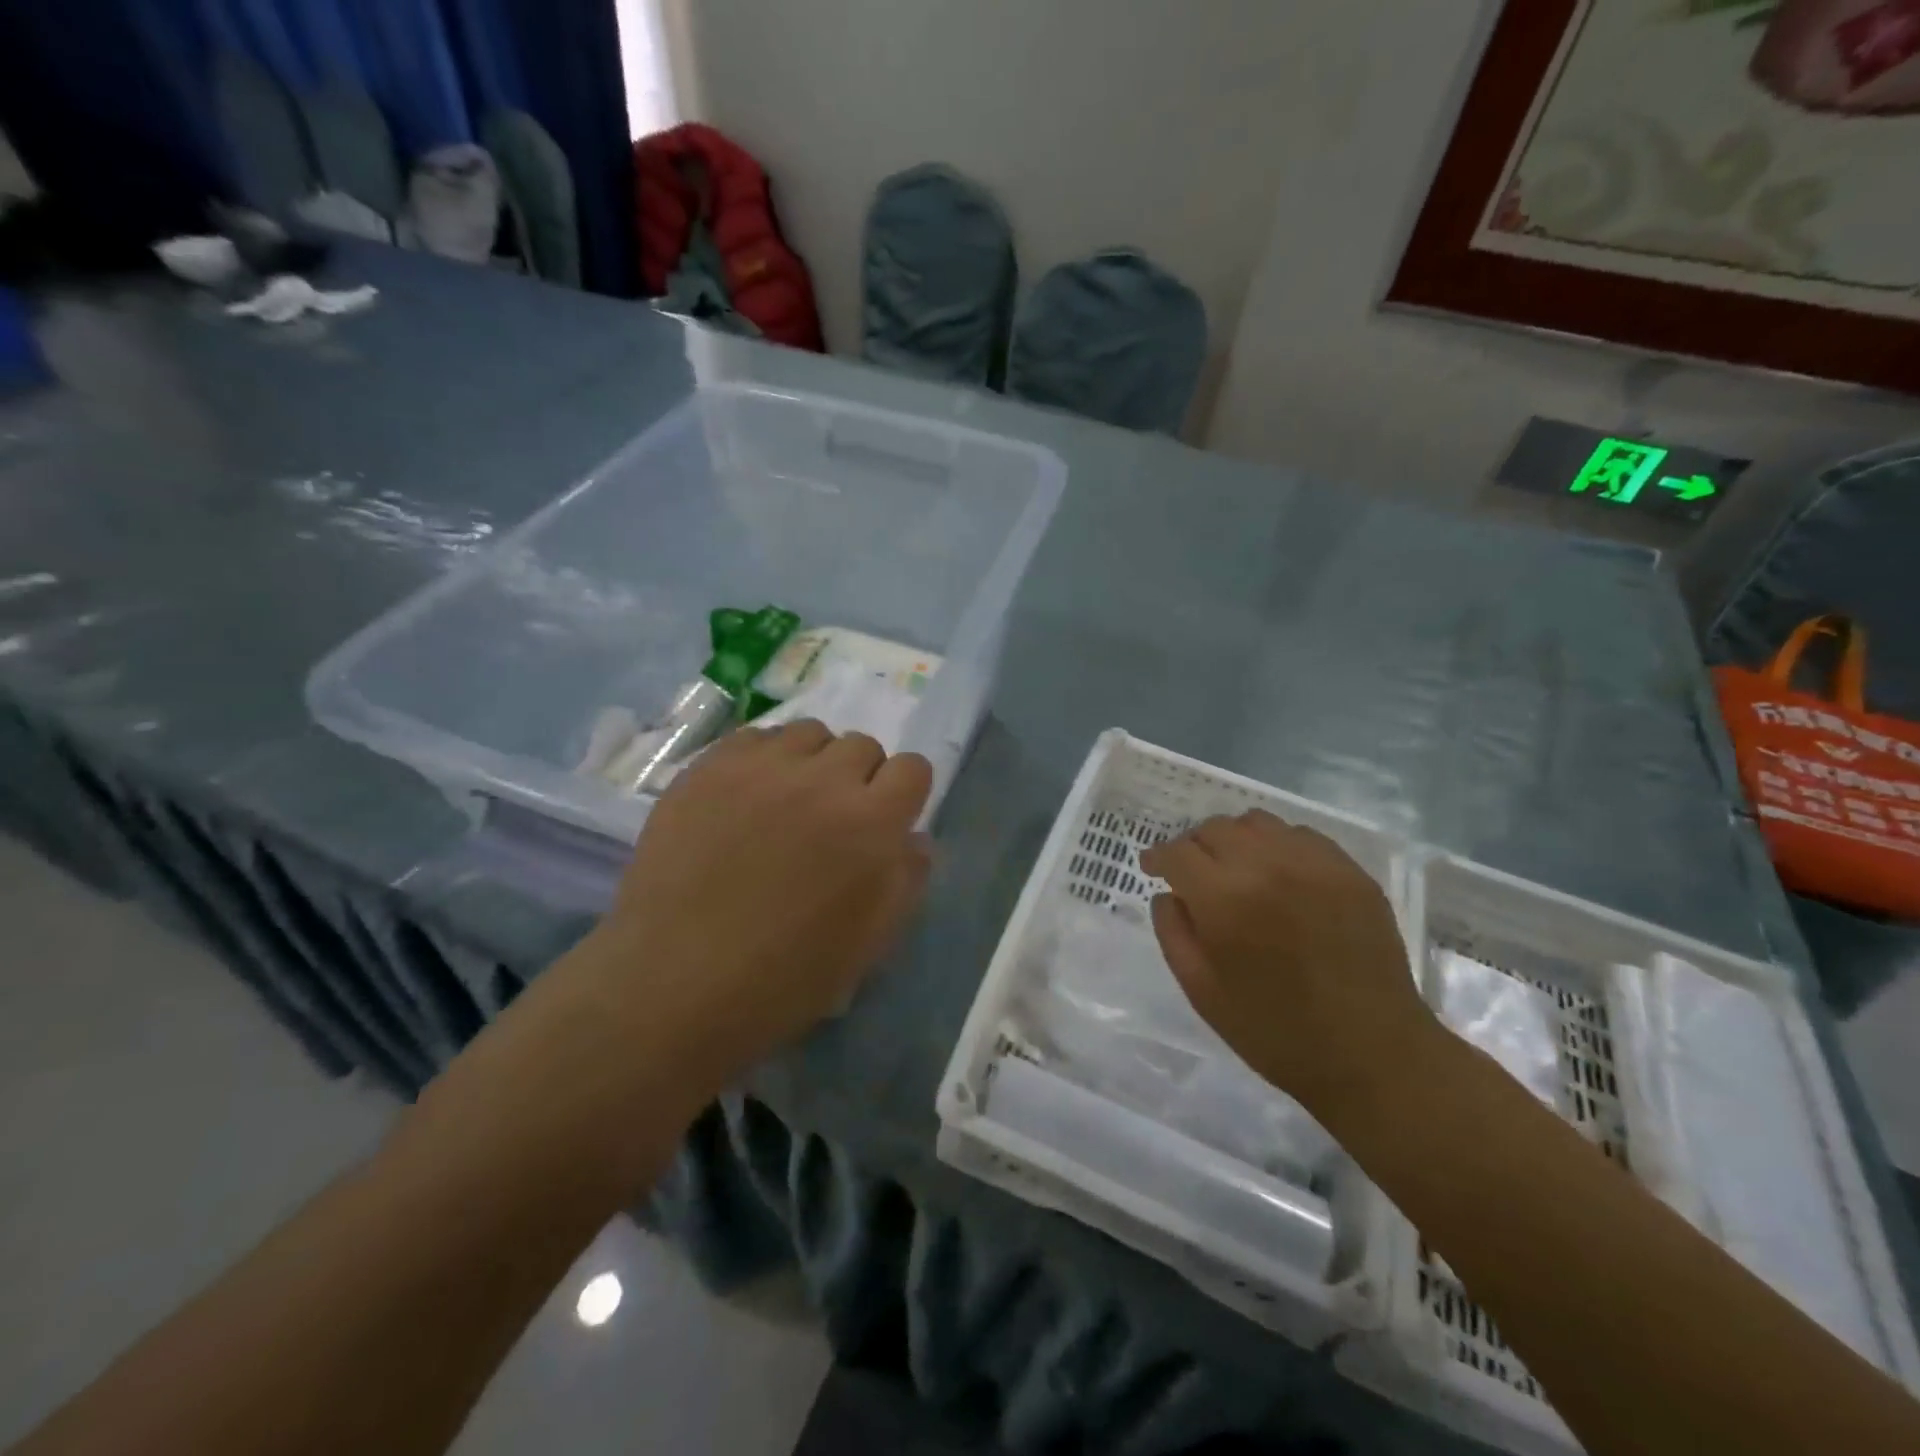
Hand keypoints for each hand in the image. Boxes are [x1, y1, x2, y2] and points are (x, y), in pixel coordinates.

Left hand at [579, 720, 932, 1091]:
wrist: (675, 983)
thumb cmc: (785, 977)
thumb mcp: (870, 943)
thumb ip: (906, 879)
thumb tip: (914, 837)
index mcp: (871, 823)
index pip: (912, 768)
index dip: (904, 793)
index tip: (885, 821)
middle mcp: (822, 780)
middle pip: (862, 745)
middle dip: (859, 778)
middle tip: (832, 821)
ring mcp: (761, 768)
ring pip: (809, 734)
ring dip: (812, 762)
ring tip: (788, 803)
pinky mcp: (709, 768)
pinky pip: (755, 737)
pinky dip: (763, 760)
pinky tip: (745, 799)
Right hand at [1139, 810, 1431, 1118]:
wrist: (1373, 1054)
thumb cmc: (1275, 1031)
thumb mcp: (1201, 991)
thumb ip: (1173, 932)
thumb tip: (1168, 894)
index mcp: (1224, 898)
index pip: (1178, 852)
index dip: (1158, 857)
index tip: (1154, 868)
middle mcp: (1267, 865)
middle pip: (1215, 828)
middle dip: (1194, 846)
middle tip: (1194, 874)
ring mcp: (1314, 863)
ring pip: (1257, 823)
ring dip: (1236, 840)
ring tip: (1238, 869)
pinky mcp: (1350, 871)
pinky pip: (1301, 835)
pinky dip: (1278, 846)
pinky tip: (1280, 877)